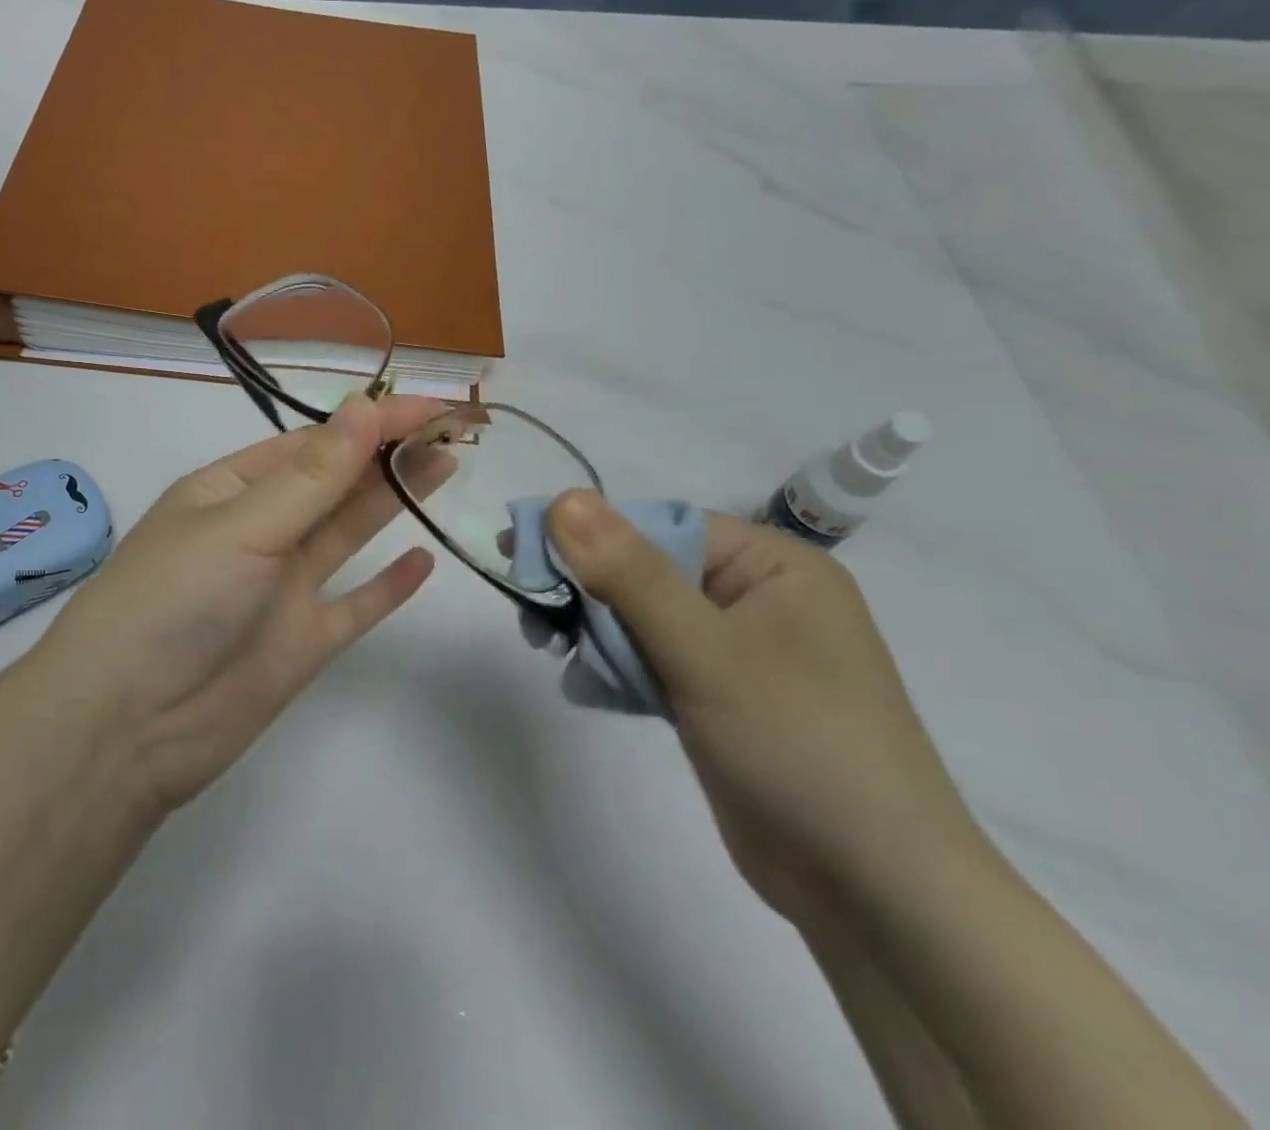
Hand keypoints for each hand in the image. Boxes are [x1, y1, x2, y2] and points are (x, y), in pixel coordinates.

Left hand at [36, 394, 441, 813]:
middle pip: (335, 482)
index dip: (372, 422)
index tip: (432, 407)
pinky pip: (355, 606)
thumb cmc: (173, 602)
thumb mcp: (241, 527)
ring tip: (448, 466)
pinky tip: (424, 559)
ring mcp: (283, 588)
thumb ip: (312, 476)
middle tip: (454, 430)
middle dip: (388, 453)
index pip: (313, 443)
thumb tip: (367, 405)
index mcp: (231, 489)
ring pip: (349, 533)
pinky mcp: (302, 642)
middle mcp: (260, 531)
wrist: (126, 729)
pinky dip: (387, 586)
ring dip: (394, 499)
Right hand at [547, 494, 983, 928]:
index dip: (589, 535)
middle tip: (530, 612)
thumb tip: (563, 499)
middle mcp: (755, 598)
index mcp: (773, 566)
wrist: (876, 897)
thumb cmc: (802, 748)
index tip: (522, 554)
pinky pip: (650, 658)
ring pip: (640, 616)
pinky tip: (584, 684)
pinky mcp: (716, 696)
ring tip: (549, 647)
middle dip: (586, 589)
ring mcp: (736, 650)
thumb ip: (631, 575)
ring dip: (593, 629)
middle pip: (645, 569)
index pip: (660, 525)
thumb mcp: (708, 653)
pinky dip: (614, 665)